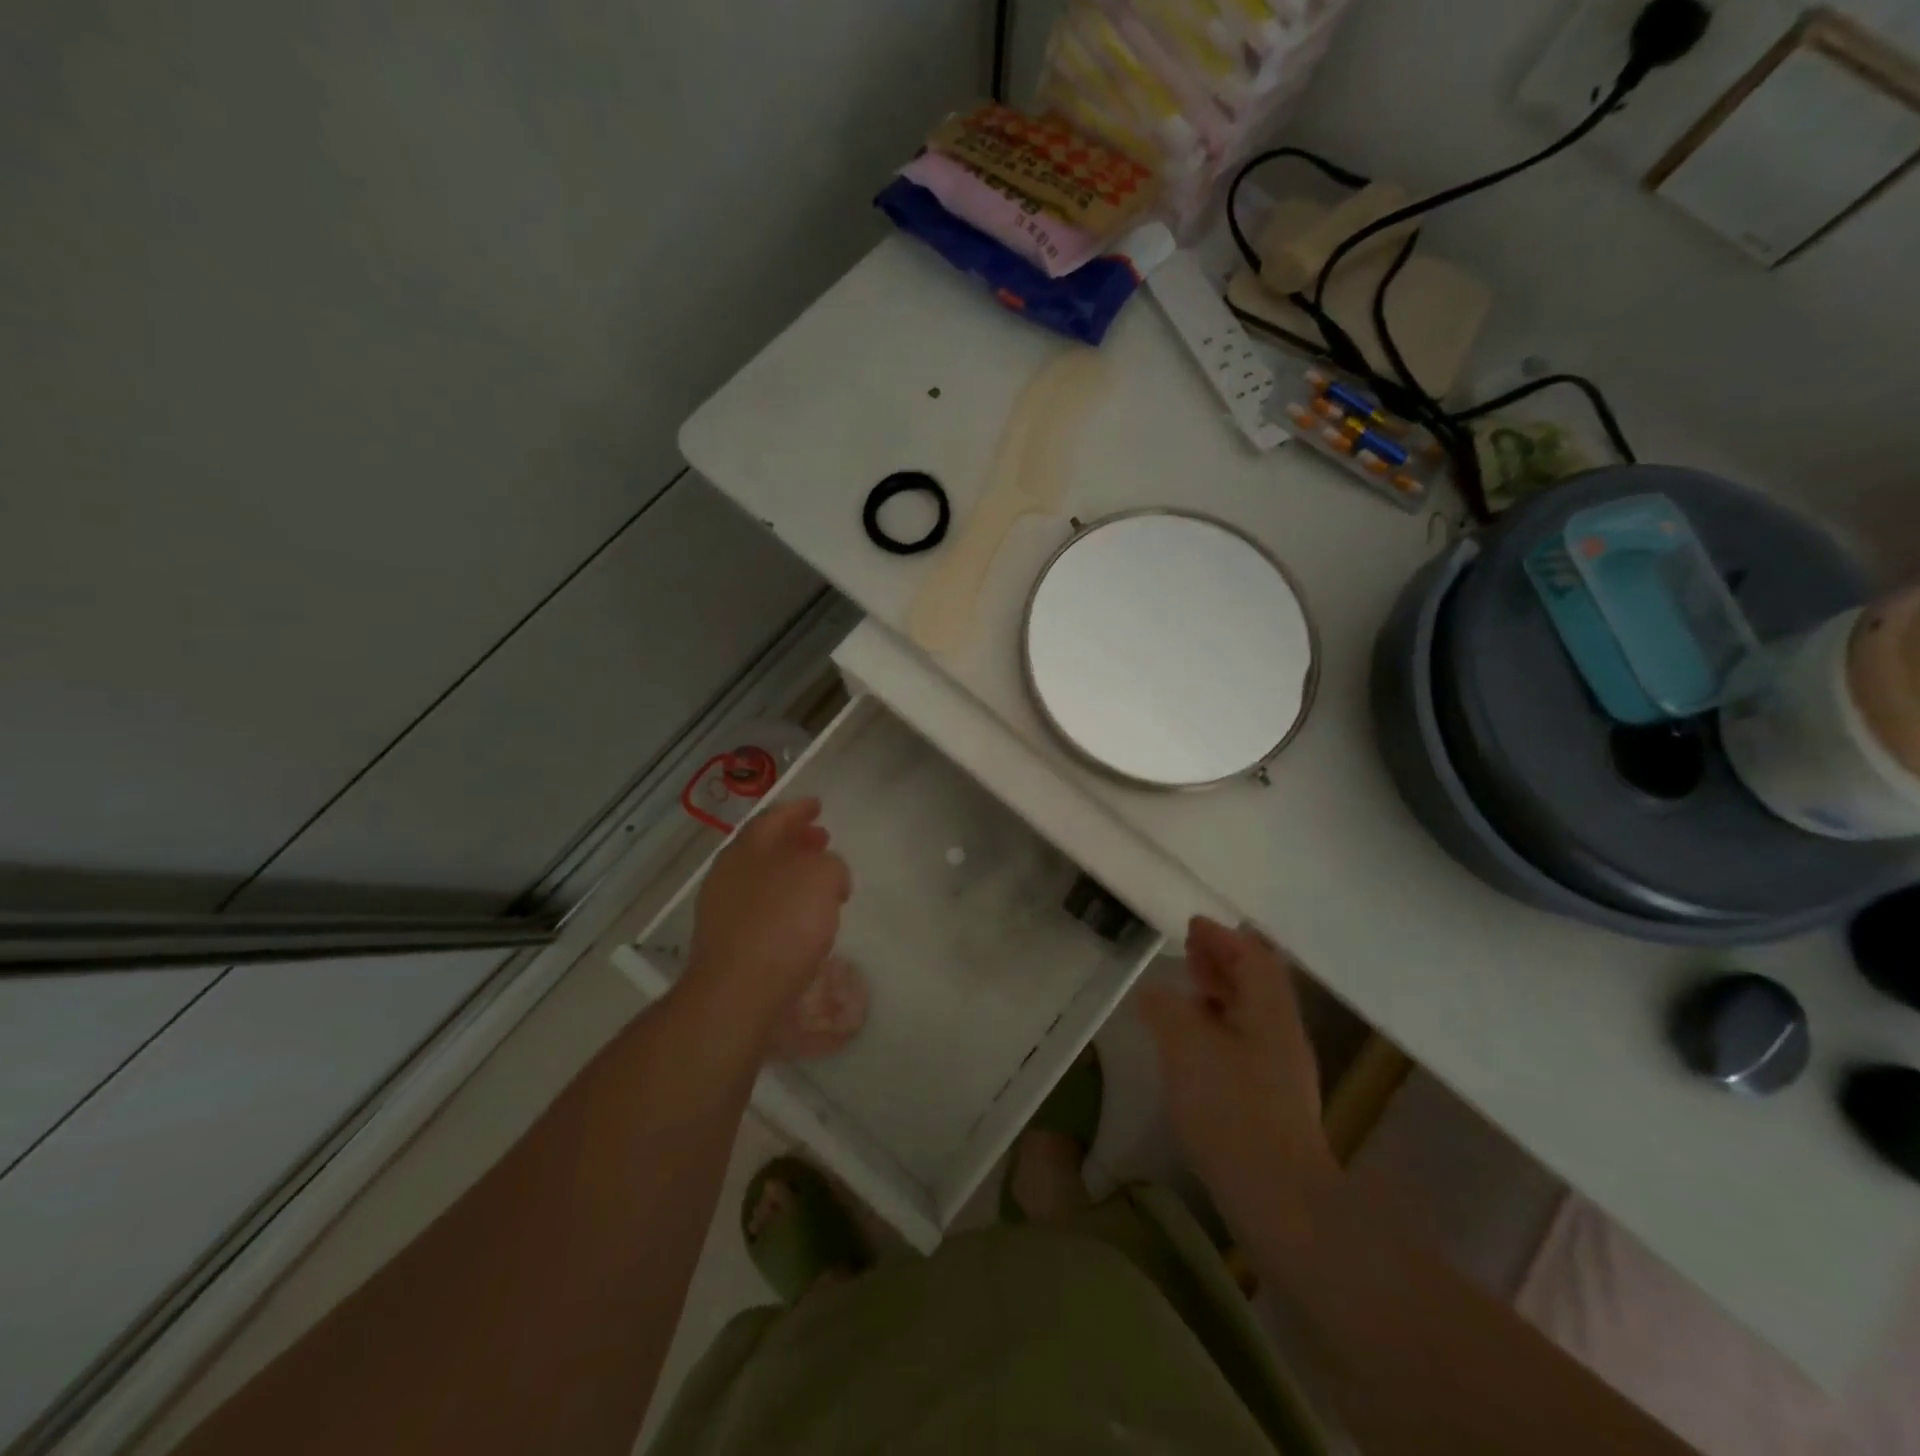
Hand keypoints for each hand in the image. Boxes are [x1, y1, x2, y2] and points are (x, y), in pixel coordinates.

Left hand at [680, 798, 851, 1047]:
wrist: (737, 993)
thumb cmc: (783, 924)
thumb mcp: (823, 877)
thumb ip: (830, 864)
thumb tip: (825, 874)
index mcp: (749, 847)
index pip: (775, 817)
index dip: (798, 809)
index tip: (817, 805)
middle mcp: (729, 872)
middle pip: (765, 847)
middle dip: (795, 841)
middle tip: (821, 839)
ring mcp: (722, 909)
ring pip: (762, 879)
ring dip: (791, 875)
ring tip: (819, 883)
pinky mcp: (726, 943)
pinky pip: (760, 910)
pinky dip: (783, 904)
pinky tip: (803, 920)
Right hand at [1140, 917, 1335, 1231]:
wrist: (1280, 1202)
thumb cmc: (1232, 1111)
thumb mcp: (1186, 1047)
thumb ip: (1167, 1010)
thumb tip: (1154, 992)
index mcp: (1270, 1013)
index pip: (1254, 958)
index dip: (1223, 937)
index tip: (1193, 925)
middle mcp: (1281, 1036)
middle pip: (1257, 984)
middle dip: (1224, 962)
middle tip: (1188, 952)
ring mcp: (1280, 1072)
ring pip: (1250, 1016)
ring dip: (1220, 995)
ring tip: (1186, 992)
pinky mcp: (1270, 1103)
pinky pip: (1243, 1044)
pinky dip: (1218, 1028)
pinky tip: (1193, 1045)